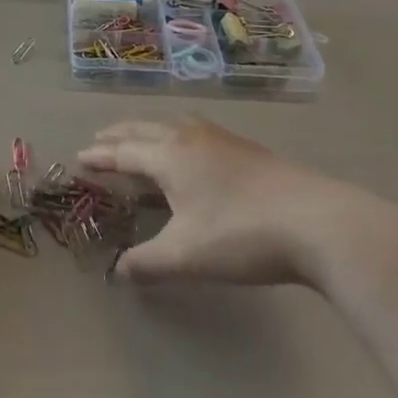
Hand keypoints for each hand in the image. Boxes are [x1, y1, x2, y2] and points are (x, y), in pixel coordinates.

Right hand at [80, 118, 397, 289]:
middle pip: (145, 130)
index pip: (124, 152)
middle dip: (119, 136)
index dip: (100, 156)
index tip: (79, 157)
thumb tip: (117, 272)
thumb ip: (147, 263)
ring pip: (174, 126)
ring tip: (141, 141)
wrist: (318, 223)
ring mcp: (223, 140)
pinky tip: (192, 153)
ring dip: (149, 132)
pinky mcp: (248, 150)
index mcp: (170, 155)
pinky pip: (197, 133)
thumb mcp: (186, 256)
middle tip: (100, 141)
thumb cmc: (241, 235)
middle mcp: (191, 137)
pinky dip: (176, 137)